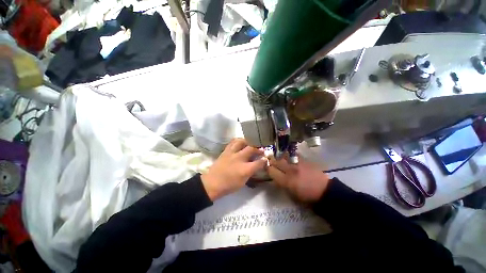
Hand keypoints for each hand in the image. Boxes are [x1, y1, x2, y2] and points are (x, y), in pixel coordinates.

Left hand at [201, 138, 267, 200]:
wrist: (212, 183)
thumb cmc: (229, 185)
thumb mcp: (243, 182)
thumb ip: (251, 172)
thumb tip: (257, 165)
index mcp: (245, 169)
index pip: (259, 162)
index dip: (264, 160)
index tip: (266, 159)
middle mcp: (239, 159)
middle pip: (251, 148)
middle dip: (259, 148)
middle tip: (261, 149)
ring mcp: (231, 153)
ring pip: (241, 142)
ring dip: (248, 142)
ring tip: (251, 144)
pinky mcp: (225, 151)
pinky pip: (233, 142)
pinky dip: (238, 141)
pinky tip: (240, 143)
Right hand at [268, 156, 330, 202]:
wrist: (324, 190)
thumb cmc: (306, 196)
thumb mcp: (291, 194)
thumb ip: (281, 184)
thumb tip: (274, 178)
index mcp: (286, 181)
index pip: (271, 171)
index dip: (268, 169)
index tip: (267, 169)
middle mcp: (290, 170)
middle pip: (276, 161)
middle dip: (271, 161)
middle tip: (270, 161)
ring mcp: (297, 163)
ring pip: (283, 155)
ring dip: (278, 156)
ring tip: (278, 157)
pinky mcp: (303, 160)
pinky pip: (292, 154)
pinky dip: (288, 155)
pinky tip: (287, 156)